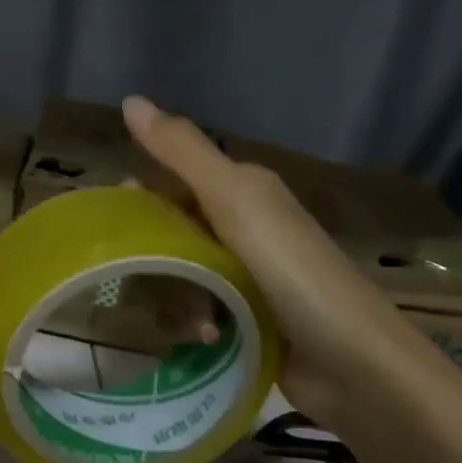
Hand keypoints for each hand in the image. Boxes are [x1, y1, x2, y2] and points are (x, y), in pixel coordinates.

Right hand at [121, 95, 443, 427]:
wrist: (354, 362)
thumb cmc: (292, 272)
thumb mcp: (234, 201)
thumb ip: (182, 153)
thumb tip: (130, 100)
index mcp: (245, 192)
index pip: (175, 179)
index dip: (139, 196)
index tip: (107, 225)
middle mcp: (246, 228)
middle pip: (176, 226)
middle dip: (149, 247)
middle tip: (125, 273)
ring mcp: (248, 276)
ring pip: (184, 269)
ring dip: (169, 288)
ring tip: (159, 311)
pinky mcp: (249, 318)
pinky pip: (202, 308)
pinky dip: (192, 319)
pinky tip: (193, 336)